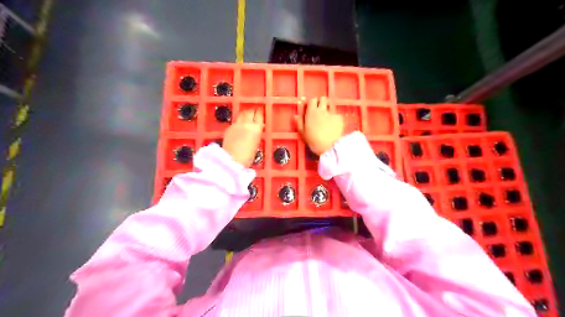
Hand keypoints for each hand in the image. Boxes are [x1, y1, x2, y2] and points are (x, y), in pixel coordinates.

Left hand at [221, 109, 262, 166]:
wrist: (232, 160)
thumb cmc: (247, 156)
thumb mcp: (256, 144)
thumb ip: (256, 133)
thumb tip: (256, 129)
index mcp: (256, 128)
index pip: (259, 115)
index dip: (259, 114)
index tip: (260, 113)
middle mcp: (246, 123)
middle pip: (249, 112)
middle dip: (252, 112)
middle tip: (254, 113)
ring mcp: (236, 125)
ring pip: (242, 114)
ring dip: (245, 115)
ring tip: (247, 118)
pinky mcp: (228, 128)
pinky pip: (235, 122)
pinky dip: (239, 122)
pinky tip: (239, 127)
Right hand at [297, 97, 344, 155]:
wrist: (330, 147)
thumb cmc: (313, 140)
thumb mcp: (303, 133)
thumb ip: (299, 122)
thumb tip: (296, 115)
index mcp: (312, 112)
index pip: (312, 100)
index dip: (312, 103)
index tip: (311, 109)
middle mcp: (322, 109)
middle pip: (323, 99)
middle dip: (321, 102)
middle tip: (320, 110)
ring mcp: (332, 113)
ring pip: (331, 105)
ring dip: (328, 108)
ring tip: (327, 116)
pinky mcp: (340, 118)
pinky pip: (337, 114)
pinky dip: (335, 118)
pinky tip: (334, 125)